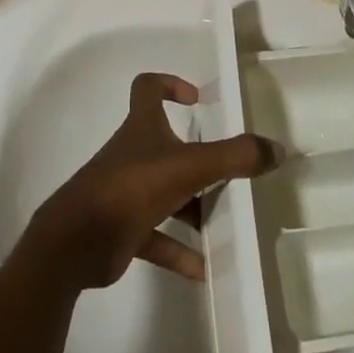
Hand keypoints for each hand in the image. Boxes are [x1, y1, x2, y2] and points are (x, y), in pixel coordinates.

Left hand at [30, 72, 283, 289]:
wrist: (75, 243)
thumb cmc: (130, 188)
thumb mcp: (189, 167)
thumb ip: (235, 157)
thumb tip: (277, 148)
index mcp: (141, 128)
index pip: (147, 88)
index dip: (169, 84)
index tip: (196, 99)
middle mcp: (132, 154)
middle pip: (165, 144)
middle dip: (196, 156)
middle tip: (228, 168)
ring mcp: (125, 192)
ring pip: (165, 192)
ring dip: (193, 206)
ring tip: (226, 220)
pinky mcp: (122, 229)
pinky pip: (157, 237)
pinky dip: (179, 249)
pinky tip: (205, 268)